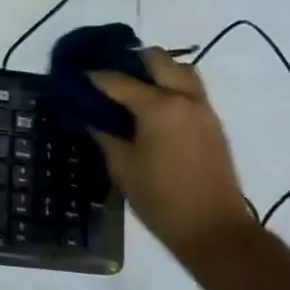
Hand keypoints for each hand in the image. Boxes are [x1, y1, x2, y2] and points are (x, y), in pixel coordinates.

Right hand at [89, 48, 257, 260]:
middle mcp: (184, 98)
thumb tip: (89, 115)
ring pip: (180, 69)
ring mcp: (203, 109)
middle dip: (130, 60)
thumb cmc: (160, 198)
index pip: (117, 80)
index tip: (75, 76)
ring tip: (133, 86)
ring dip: (157, 70)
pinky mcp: (213, 123)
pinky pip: (190, 89)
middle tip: (109, 75)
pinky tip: (152, 106)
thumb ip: (104, 134)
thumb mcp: (121, 166)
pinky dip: (171, 86)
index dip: (93, 76)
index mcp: (158, 106)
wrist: (215, 230)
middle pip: (157, 58)